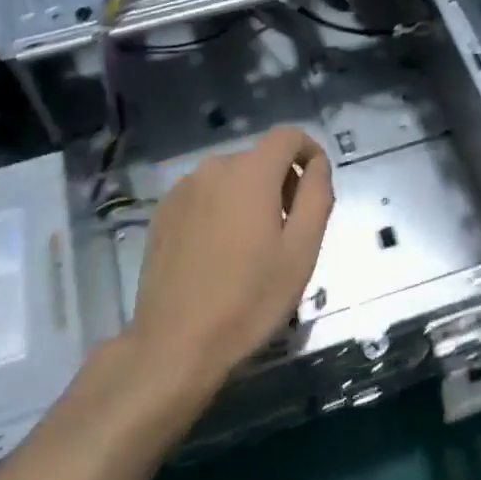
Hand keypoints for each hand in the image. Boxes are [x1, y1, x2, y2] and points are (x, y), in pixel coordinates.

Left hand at [127, 125, 333, 396]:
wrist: (175, 343)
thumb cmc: (249, 299)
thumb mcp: (301, 251)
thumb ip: (316, 195)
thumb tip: (317, 164)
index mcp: (251, 171)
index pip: (288, 135)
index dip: (309, 152)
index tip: (316, 186)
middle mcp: (214, 167)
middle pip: (259, 158)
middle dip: (281, 183)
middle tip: (288, 233)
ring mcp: (183, 188)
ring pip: (231, 178)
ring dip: (249, 198)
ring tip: (251, 249)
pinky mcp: (163, 212)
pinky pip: (204, 196)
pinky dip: (220, 210)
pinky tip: (218, 254)